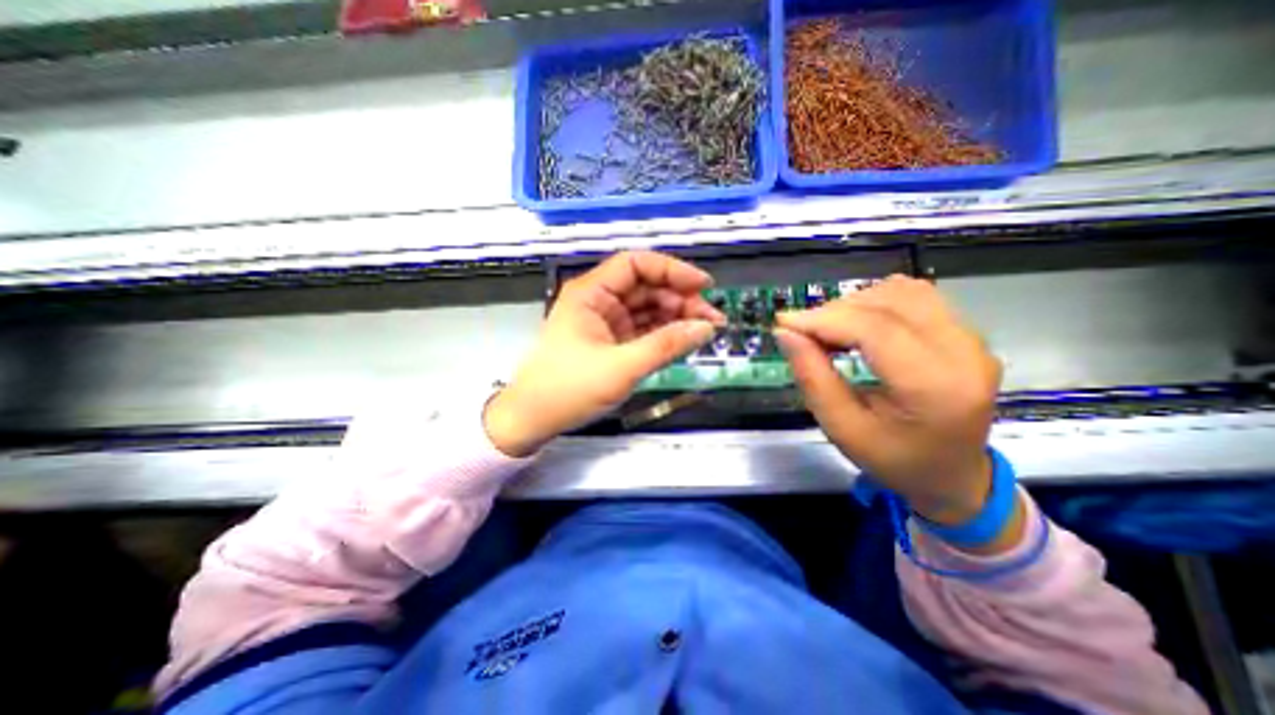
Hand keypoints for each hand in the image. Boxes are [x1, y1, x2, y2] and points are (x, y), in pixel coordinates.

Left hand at [483, 251, 720, 458]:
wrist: (533, 419)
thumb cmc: (568, 389)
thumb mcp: (621, 368)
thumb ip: (665, 346)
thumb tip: (706, 328)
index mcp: (592, 293)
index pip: (636, 264)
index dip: (672, 270)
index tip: (703, 286)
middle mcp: (599, 300)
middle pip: (647, 286)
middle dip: (680, 299)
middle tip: (711, 320)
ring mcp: (605, 321)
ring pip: (648, 308)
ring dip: (676, 317)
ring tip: (703, 332)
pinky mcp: (611, 341)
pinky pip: (643, 329)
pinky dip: (664, 334)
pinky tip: (683, 341)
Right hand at [777, 278, 1005, 528]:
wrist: (953, 477)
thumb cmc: (893, 460)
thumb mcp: (842, 429)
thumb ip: (812, 378)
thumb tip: (785, 333)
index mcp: (935, 388)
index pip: (875, 329)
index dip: (823, 319)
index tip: (784, 323)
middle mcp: (964, 354)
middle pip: (888, 303)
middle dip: (835, 312)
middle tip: (803, 333)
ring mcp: (972, 340)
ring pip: (902, 291)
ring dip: (855, 304)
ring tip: (829, 331)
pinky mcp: (967, 333)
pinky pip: (916, 297)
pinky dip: (876, 303)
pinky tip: (858, 325)